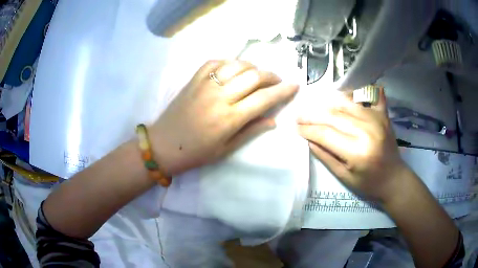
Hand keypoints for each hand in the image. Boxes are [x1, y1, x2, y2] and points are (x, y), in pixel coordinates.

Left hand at [151, 60, 298, 174]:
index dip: (283, 91)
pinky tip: (234, 69)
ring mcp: (205, 84)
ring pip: (237, 65)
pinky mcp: (194, 79)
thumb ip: (251, 131)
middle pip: (254, 77)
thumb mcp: (226, 149)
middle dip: (271, 76)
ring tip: (257, 75)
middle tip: (276, 81)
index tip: (294, 85)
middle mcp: (220, 97)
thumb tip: (273, 120)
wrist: (164, 144)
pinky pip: (216, 62)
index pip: (264, 98)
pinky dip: (230, 63)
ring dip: (253, 67)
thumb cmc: (196, 152)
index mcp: (229, 118)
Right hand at [298, 88, 408, 202]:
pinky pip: (365, 97)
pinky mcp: (382, 114)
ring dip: (327, 105)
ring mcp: (376, 119)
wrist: (394, 178)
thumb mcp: (344, 176)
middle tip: (299, 116)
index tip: (296, 128)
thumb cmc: (369, 183)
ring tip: (314, 108)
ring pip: (345, 104)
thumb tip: (309, 139)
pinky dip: (352, 95)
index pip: (326, 134)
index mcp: (357, 151)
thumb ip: (325, 156)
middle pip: (333, 116)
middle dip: (313, 115)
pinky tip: (342, 94)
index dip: (308, 130)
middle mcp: (367, 130)